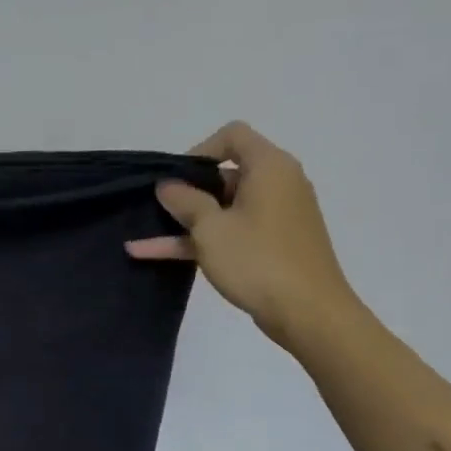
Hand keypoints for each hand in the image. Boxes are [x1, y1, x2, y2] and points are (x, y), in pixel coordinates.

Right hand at [127, 122, 357, 347]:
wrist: (309, 313)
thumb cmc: (258, 261)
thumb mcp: (211, 229)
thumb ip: (185, 201)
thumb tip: (168, 185)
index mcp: (270, 168)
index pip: (233, 136)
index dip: (199, 151)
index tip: (176, 179)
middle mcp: (278, 184)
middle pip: (226, 174)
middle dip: (187, 192)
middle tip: (157, 210)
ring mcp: (276, 216)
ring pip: (224, 208)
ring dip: (185, 222)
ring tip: (142, 238)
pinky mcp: (273, 244)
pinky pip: (232, 232)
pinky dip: (201, 240)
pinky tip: (157, 254)